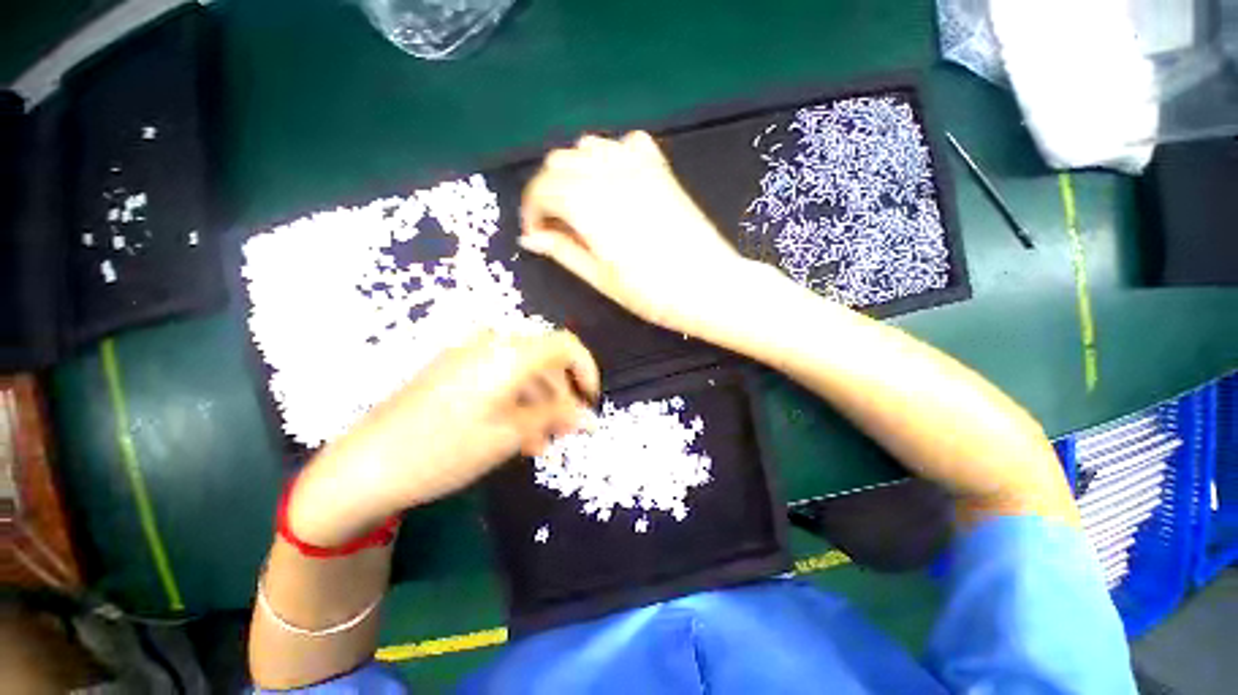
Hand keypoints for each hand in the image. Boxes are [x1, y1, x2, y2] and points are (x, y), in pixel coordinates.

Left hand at [288, 329, 599, 546]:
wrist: (366, 465)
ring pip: (523, 372)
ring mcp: (469, 355)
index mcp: (509, 353)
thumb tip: (590, 417)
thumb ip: (556, 418)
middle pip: (545, 360)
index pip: (566, 345)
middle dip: (561, 395)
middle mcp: (492, 344)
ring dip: (539, 403)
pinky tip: (515, 433)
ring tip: (540, 442)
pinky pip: (499, 377)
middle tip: (564, 430)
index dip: (586, 370)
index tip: (589, 401)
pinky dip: (515, 401)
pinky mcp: (454, 369)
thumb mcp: (510, 435)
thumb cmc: (445, 449)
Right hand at [520, 132, 751, 334]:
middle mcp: (607, 173)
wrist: (706, 286)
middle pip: (559, 162)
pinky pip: (626, 143)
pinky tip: (616, 182)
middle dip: (548, 191)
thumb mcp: (599, 278)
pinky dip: (612, 155)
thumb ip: (562, 251)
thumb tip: (531, 239)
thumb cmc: (650, 292)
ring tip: (583, 205)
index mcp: (586, 203)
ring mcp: (637, 166)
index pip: (541, 189)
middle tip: (558, 225)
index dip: (532, 212)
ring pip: (588, 146)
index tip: (538, 236)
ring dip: (575, 171)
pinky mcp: (660, 169)